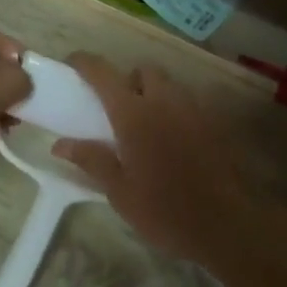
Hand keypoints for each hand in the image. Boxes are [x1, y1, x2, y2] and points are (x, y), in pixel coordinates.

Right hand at [49, 53, 268, 267]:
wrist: (226, 225)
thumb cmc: (164, 210)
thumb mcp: (119, 191)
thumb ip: (91, 160)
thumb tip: (60, 144)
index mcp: (134, 114)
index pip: (103, 74)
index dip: (85, 62)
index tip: (72, 62)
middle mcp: (164, 101)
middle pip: (143, 70)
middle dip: (128, 79)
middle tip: (117, 107)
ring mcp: (193, 109)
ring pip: (169, 84)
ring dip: (153, 92)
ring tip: (145, 124)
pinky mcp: (213, 123)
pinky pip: (188, 103)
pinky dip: (174, 109)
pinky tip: (171, 140)